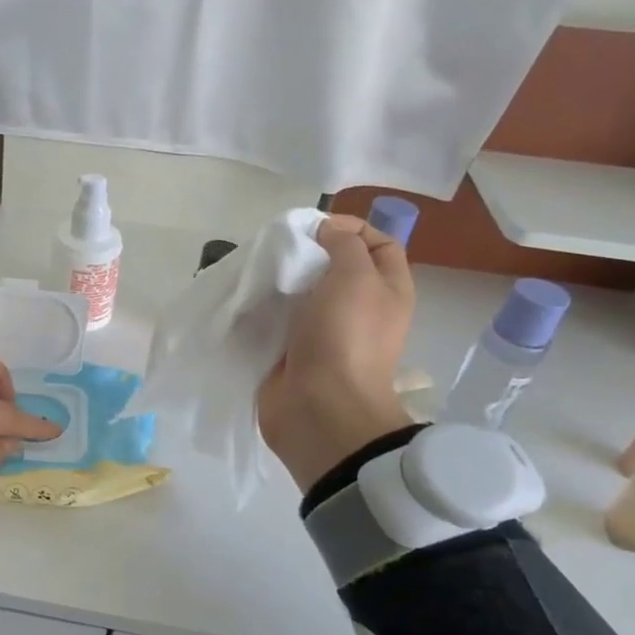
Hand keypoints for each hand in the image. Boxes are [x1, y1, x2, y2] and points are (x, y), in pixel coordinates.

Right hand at [258, 214, 415, 489]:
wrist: (320, 407)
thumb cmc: (345, 336)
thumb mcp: (356, 276)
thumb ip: (344, 244)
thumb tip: (326, 234)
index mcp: (387, 290)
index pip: (378, 243)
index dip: (350, 227)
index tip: (313, 228)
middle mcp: (359, 309)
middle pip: (334, 267)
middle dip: (306, 253)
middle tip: (278, 249)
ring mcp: (324, 333)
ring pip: (302, 293)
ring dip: (280, 281)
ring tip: (257, 271)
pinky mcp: (292, 351)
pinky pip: (277, 320)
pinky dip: (263, 308)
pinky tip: (246, 299)